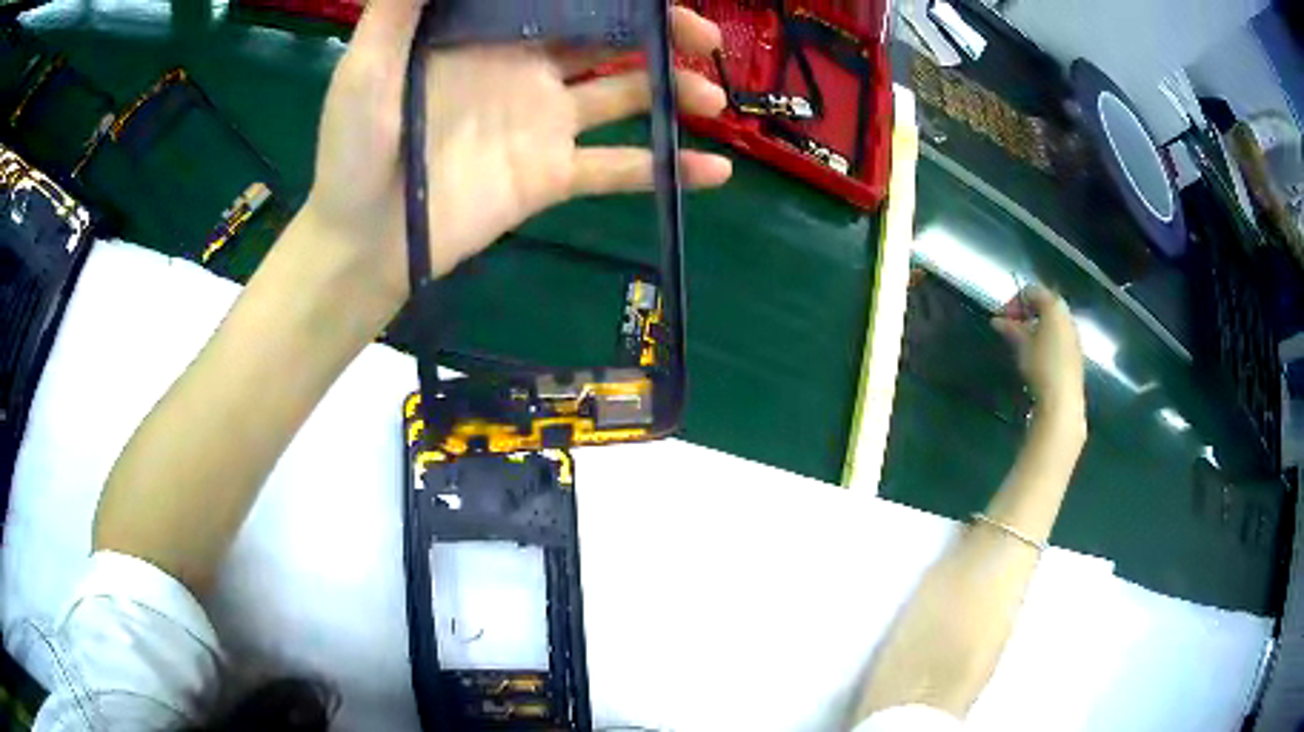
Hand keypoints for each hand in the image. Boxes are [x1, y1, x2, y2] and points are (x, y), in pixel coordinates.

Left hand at [303, 0, 732, 309]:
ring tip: (713, 99)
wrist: (363, 242)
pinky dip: (667, 169)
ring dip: (675, 93)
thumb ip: (401, 8)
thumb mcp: (366, 67)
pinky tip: (717, 170)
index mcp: (489, 37)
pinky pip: (618, 168)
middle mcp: (526, 70)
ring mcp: (543, 123)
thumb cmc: (354, 151)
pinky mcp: (552, 175)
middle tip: (708, 38)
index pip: (561, 1)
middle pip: (608, 39)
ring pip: (625, 95)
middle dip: (661, 33)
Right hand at [992, 285, 1085, 421]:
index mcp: (1054, 306)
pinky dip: (1047, 337)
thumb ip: (1010, 328)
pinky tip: (1037, 355)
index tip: (1002, 317)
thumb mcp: (1021, 344)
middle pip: (1045, 304)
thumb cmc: (1041, 365)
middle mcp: (1067, 315)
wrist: (1063, 399)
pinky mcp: (1076, 352)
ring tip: (1023, 342)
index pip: (1032, 291)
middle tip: (1012, 327)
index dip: (1014, 301)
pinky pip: (1059, 335)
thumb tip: (997, 321)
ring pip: (1053, 321)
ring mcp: (1073, 334)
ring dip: (1036, 325)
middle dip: (1026, 312)